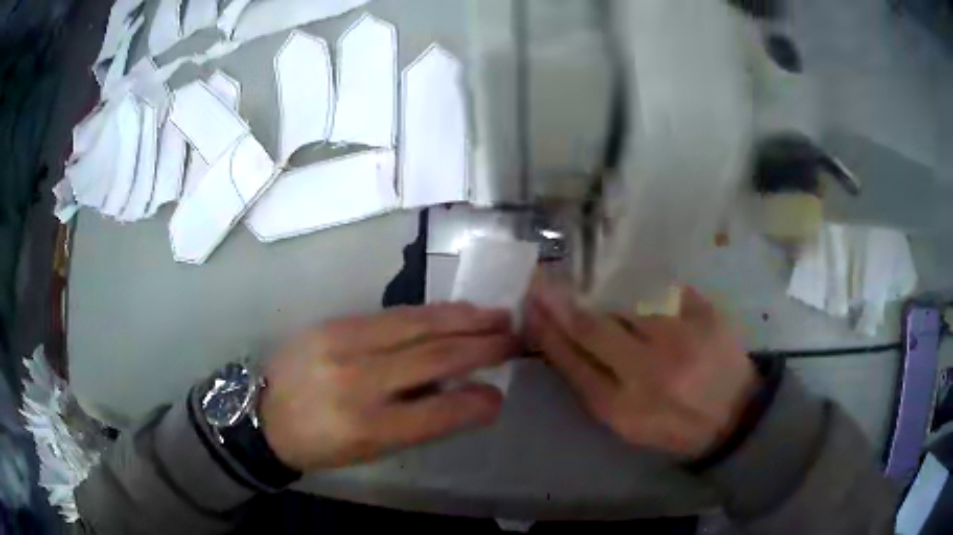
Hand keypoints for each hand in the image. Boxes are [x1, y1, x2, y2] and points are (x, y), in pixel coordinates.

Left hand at [260, 304, 516, 471]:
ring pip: (417, 325)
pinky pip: (392, 315)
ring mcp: (343, 346)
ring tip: (495, 315)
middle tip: (514, 338)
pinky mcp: (333, 323)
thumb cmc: (319, 444)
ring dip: (463, 319)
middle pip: (433, 358)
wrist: (262, 412)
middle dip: (482, 347)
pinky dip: (430, 313)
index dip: (476, 402)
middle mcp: (357, 383)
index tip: (501, 394)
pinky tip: (451, 312)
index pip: (437, 412)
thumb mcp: (367, 450)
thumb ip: (415, 423)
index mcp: (367, 428)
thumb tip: (462, 393)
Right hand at [526, 276, 758, 457]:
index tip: (529, 305)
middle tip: (542, 281)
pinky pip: (663, 291)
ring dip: (609, 301)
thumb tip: (562, 342)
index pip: (571, 361)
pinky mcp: (706, 313)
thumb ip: (593, 387)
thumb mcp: (627, 423)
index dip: (545, 330)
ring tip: (608, 303)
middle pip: (592, 325)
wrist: (735, 416)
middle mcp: (650, 371)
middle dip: (560, 301)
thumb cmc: (674, 424)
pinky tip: (649, 303)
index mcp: (623, 407)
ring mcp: (681, 337)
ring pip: (626, 305)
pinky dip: (648, 294)